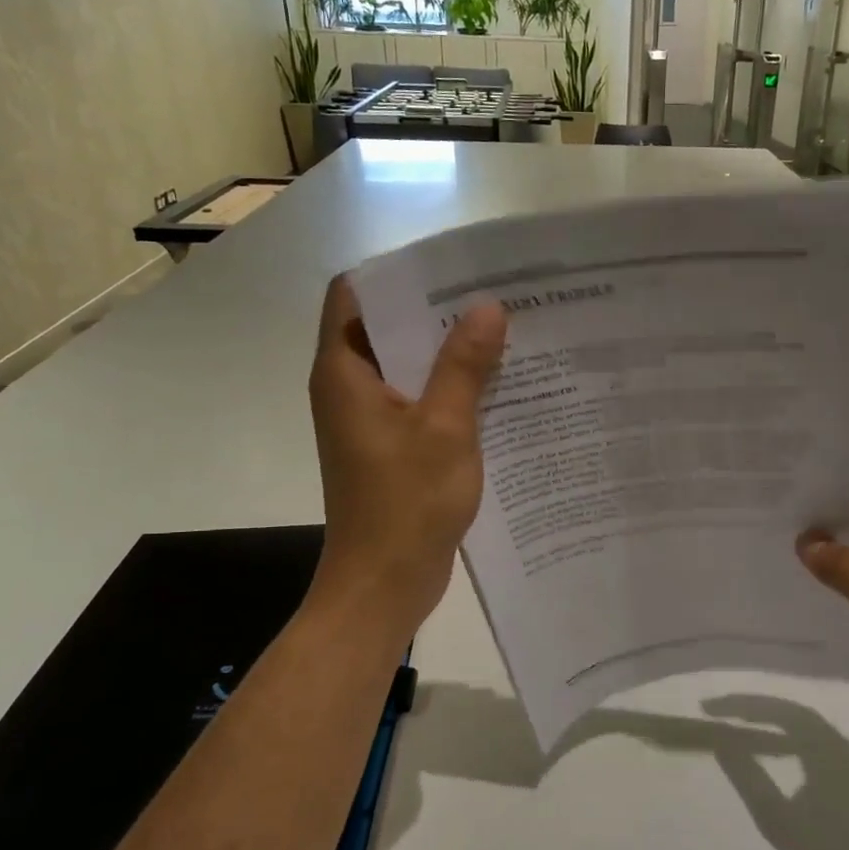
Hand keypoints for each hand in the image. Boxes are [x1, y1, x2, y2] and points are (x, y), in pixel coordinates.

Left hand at [309, 276, 506, 629]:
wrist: (384, 584)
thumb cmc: (405, 504)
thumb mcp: (444, 428)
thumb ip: (463, 365)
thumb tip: (487, 306)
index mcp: (344, 372)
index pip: (354, 295)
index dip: (398, 273)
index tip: (451, 265)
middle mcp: (349, 388)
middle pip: (385, 327)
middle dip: (436, 309)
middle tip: (494, 294)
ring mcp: (369, 419)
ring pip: (407, 365)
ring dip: (448, 351)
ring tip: (504, 330)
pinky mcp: (390, 445)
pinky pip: (419, 399)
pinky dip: (450, 388)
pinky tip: (498, 385)